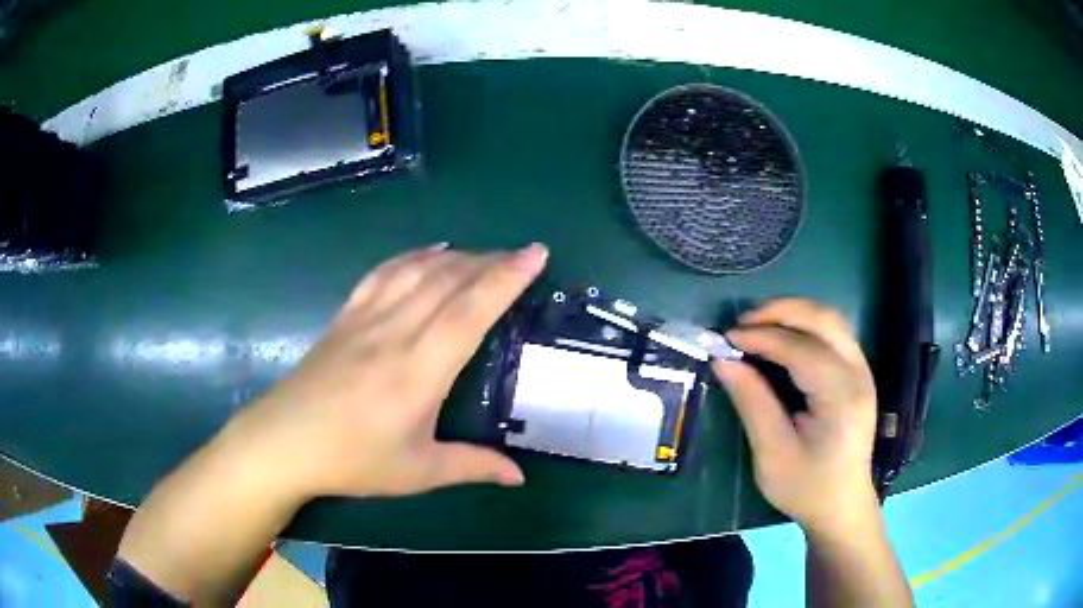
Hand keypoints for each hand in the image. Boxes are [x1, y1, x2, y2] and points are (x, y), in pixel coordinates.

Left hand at [225, 243, 547, 498]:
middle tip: (523, 255)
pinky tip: (431, 251)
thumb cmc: (352, 460)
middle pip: (449, 280)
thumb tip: (520, 477)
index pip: (471, 310)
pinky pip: (384, 272)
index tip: (536, 255)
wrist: (284, 442)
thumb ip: (472, 466)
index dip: (506, 278)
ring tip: (486, 254)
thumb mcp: (418, 472)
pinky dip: (413, 255)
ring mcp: (367, 318)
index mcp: (419, 371)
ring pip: (419, 270)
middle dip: (492, 260)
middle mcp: (396, 332)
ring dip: (458, 256)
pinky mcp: (346, 316)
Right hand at [712, 299, 878, 535]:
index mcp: (840, 397)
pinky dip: (804, 326)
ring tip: (757, 326)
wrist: (842, 506)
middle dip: (780, 311)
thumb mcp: (772, 454)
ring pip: (830, 320)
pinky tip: (782, 338)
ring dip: (793, 314)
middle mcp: (858, 374)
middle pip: (823, 319)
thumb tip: (723, 361)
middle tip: (741, 323)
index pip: (801, 349)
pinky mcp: (858, 374)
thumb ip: (752, 403)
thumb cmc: (807, 488)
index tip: (725, 339)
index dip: (762, 337)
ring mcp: (862, 371)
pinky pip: (833, 333)